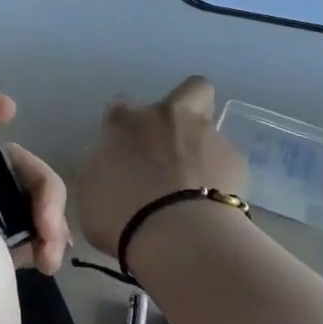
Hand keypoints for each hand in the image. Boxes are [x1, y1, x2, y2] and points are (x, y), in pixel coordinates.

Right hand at [72, 76, 247, 255]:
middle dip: (184, 106)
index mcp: (126, 123)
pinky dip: (220, 177)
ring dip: (201, 149)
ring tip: (194, 186)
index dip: (122, 126)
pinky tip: (212, 202)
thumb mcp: (86, 193)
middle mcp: (168, 117)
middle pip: (189, 89)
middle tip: (172, 142)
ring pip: (209, 128)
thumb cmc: (120, 214)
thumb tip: (109, 167)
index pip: (121, 107)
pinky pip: (227, 162)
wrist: (176, 234)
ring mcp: (206, 135)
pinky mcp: (235, 160)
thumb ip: (99, 170)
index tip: (122, 149)